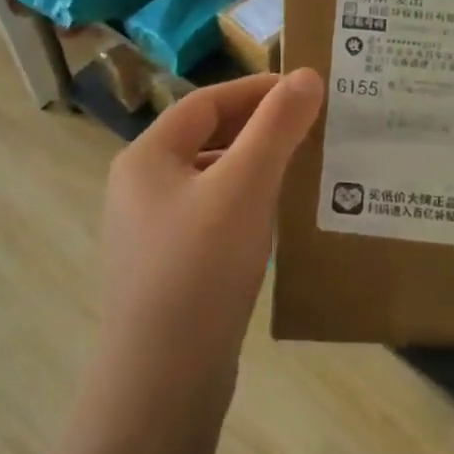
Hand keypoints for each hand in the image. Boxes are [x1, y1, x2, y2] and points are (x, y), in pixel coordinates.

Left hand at [98, 70, 324, 395]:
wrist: (163, 378)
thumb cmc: (200, 268)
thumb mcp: (244, 187)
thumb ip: (276, 128)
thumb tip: (306, 76)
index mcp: (146, 158)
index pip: (205, 103)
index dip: (256, 91)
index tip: (306, 91)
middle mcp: (140, 188)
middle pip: (206, 140)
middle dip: (258, 131)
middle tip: (313, 129)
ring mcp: (151, 233)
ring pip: (211, 182)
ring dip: (255, 170)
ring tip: (305, 171)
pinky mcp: (169, 270)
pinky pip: (212, 219)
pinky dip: (246, 209)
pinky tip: (278, 223)